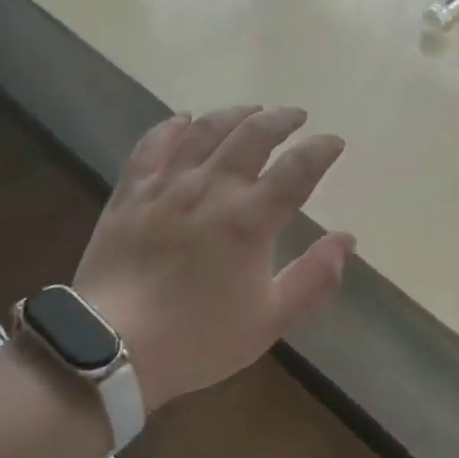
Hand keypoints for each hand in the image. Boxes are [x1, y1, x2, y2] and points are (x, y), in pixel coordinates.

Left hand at [73, 106, 354, 411]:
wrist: (111, 348)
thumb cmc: (198, 338)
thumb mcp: (270, 320)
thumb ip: (314, 278)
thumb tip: (347, 239)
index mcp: (250, 219)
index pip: (297, 169)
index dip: (320, 150)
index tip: (334, 141)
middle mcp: (211, 189)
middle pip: (252, 136)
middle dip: (281, 120)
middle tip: (296, 116)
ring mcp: (166, 186)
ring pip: (205, 131)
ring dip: (234, 114)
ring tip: (252, 110)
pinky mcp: (130, 192)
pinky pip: (153, 144)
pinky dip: (173, 126)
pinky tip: (184, 120)